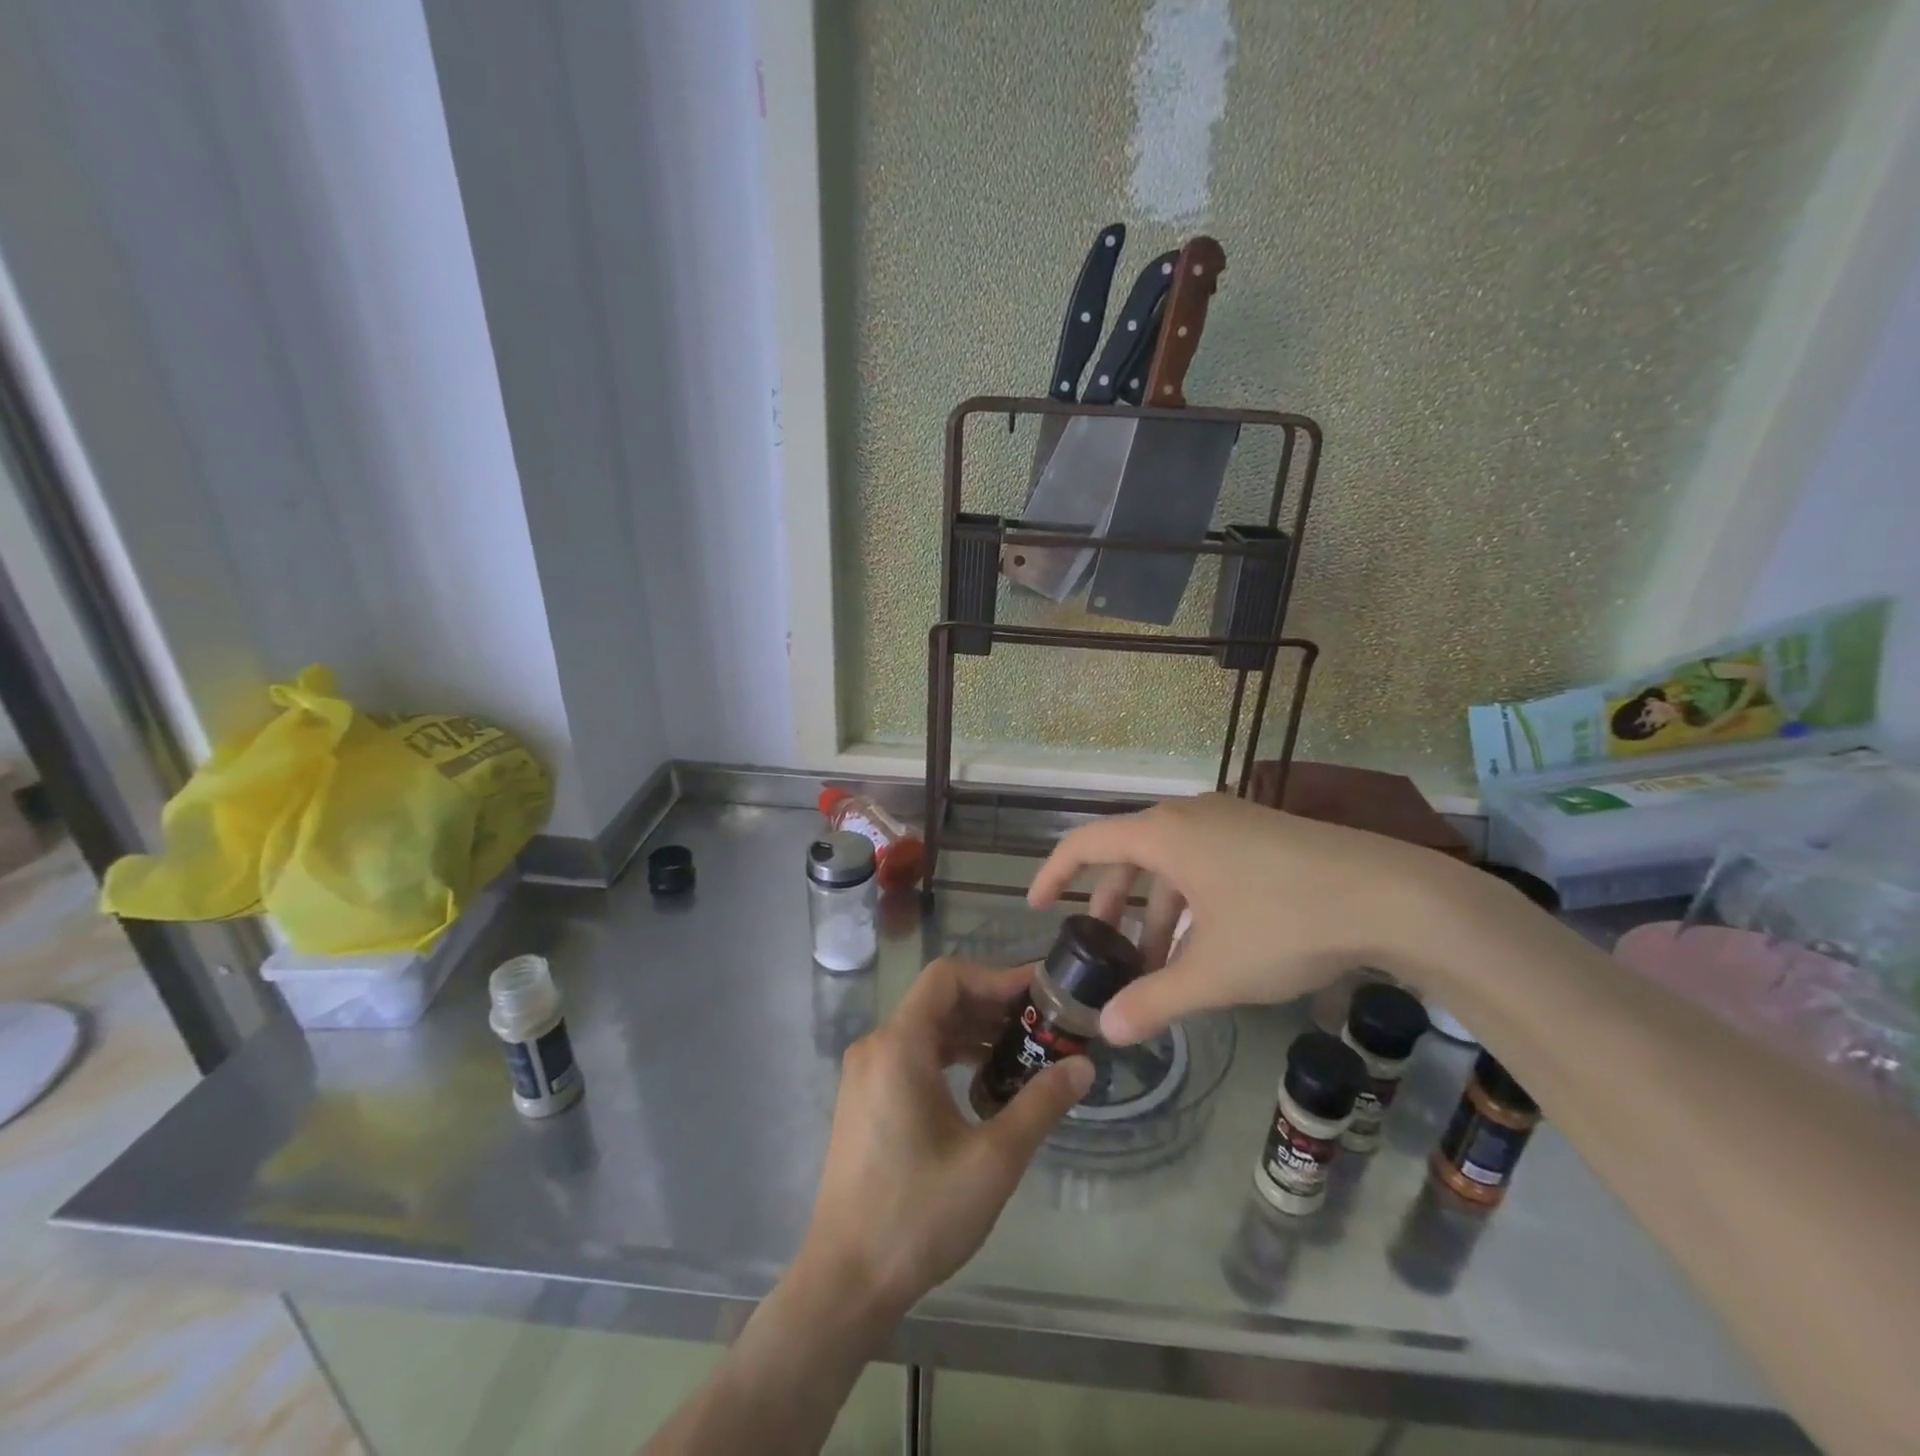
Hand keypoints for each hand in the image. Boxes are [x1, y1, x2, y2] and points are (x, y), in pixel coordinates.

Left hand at [798, 958, 1092, 1320]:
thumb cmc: (918, 1214)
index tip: (1038, 994)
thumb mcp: (993, 1160)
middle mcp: (876, 1046)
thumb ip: (1041, 1104)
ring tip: (1022, 1052)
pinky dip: (950, 1055)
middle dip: (991, 1005)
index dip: (995, 976)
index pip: (948, 977)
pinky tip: (983, 1085)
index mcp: (899, 1045)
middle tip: (1040, 1024)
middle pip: (938, 1000)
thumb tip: (1083, 1066)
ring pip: (926, 1028)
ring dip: (972, 1032)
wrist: (846, 1281)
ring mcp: (865, 1073)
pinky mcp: (864, 1098)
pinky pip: (912, 1055)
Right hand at [1029, 794, 1467, 1045]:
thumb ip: (1154, 1000)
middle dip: (1110, 904)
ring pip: (1170, 862)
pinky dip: (1190, 901)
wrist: (1394, 897)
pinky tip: (1206, 946)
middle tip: (1103, 949)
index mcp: (1164, 833)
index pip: (1086, 842)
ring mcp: (1230, 820)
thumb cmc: (1285, 924)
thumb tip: (1107, 1031)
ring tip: (1158, 964)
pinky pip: (1204, 862)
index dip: (1054, 873)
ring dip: (1155, 910)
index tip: (1036, 905)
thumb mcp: (1213, 971)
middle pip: (1128, 853)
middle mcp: (1190, 815)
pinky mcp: (1262, 834)